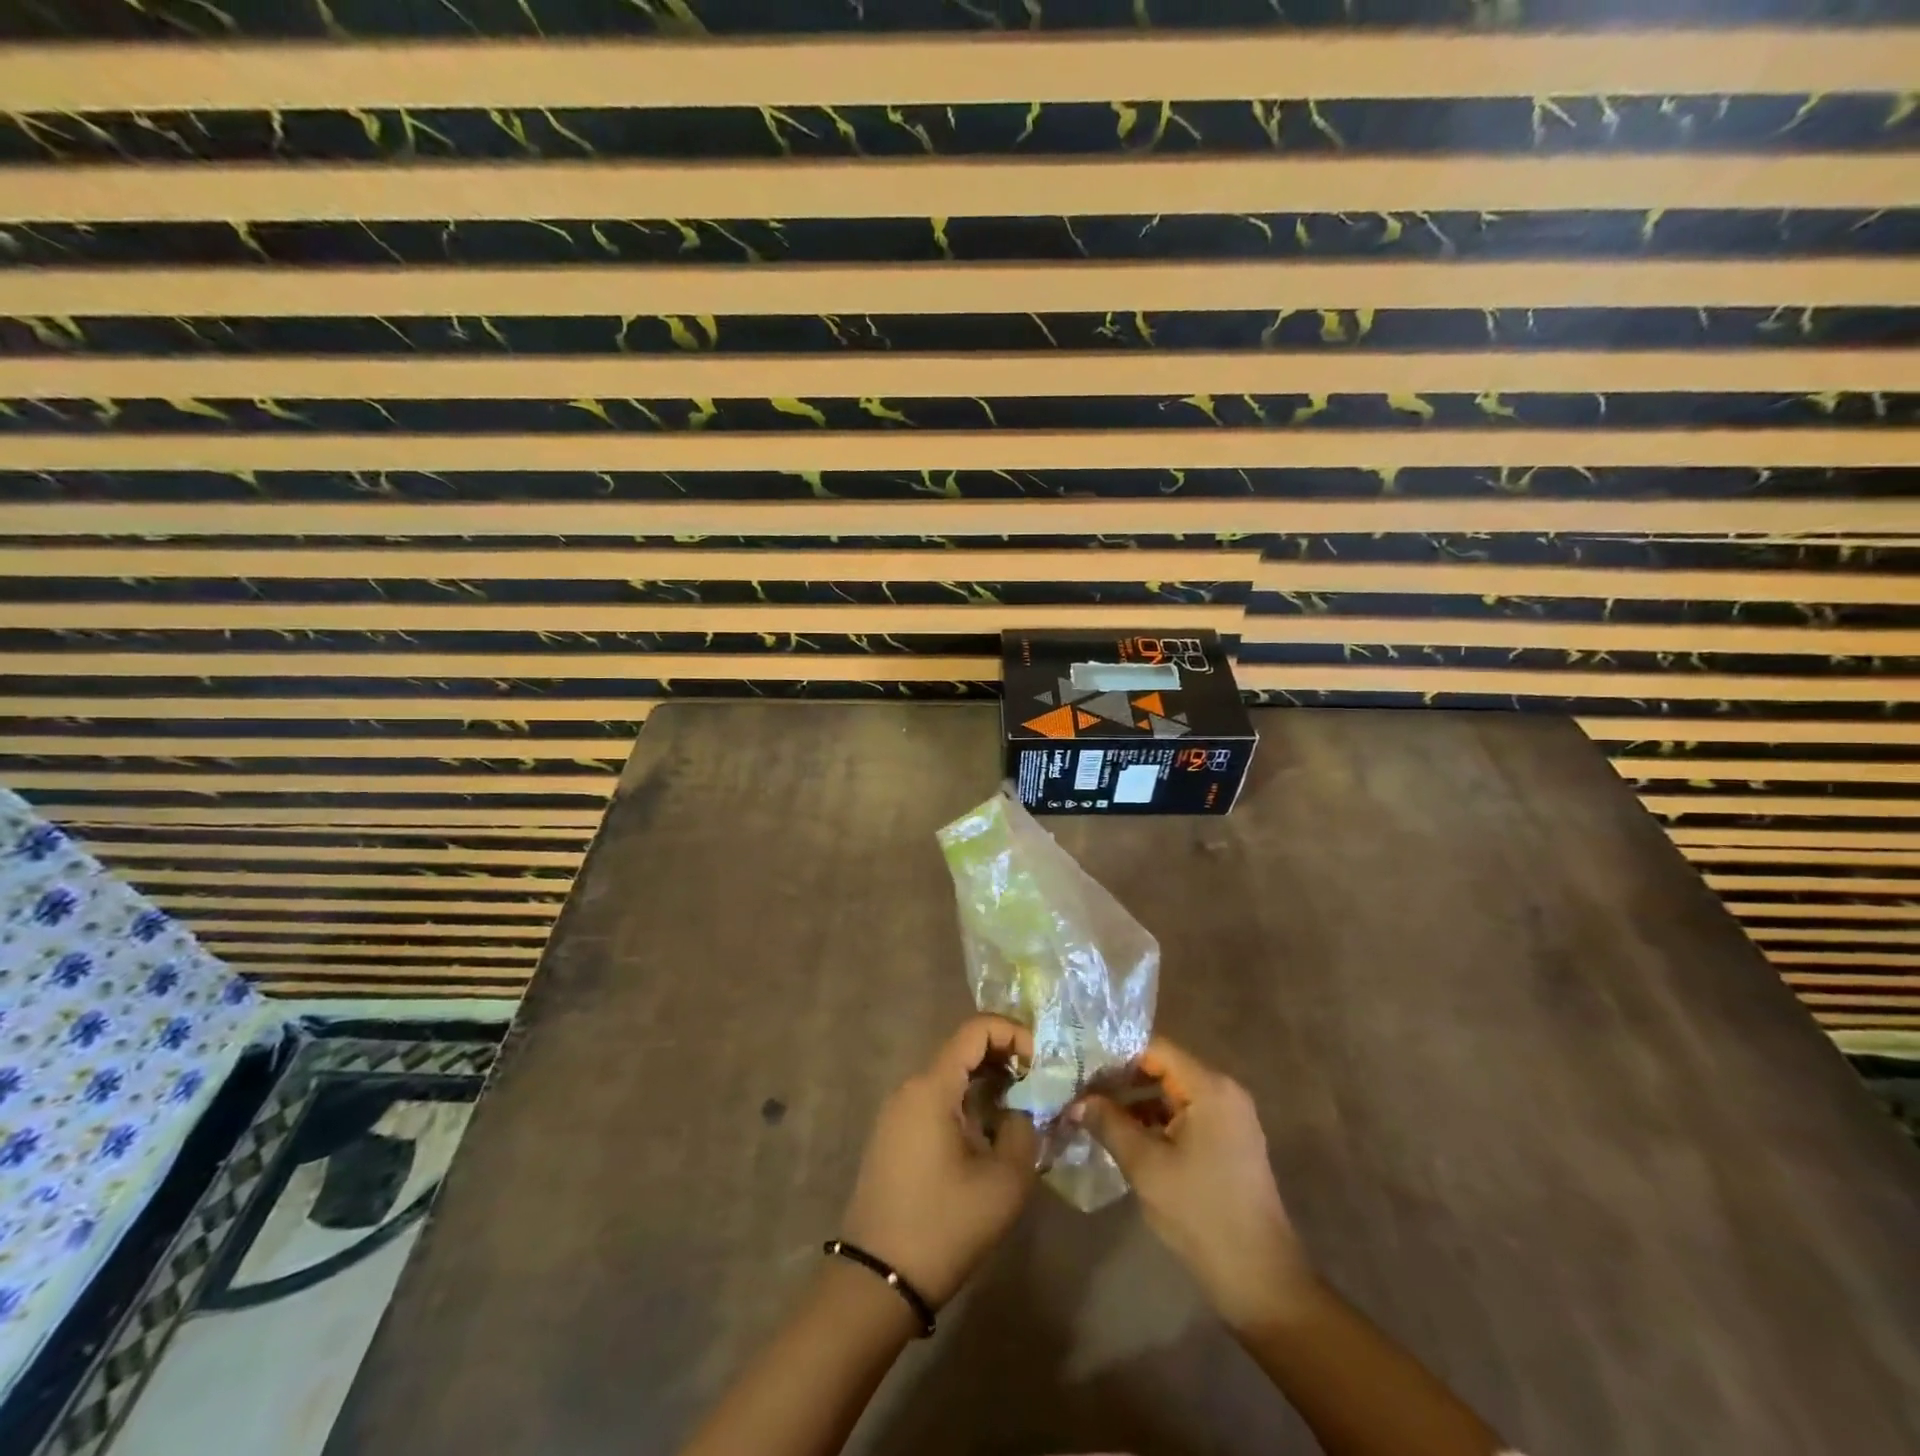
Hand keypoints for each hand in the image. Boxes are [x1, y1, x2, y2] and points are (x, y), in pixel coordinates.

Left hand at [838, 1015, 1039, 1307]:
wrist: (877, 1282)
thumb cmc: (944, 1225)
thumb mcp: (1004, 1181)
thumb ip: (1024, 1129)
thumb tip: (1025, 1109)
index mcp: (932, 1087)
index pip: (975, 1029)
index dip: (1014, 1033)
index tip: (1042, 1062)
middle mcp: (910, 1088)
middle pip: (962, 1050)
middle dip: (1005, 1058)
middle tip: (1039, 1085)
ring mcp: (897, 1112)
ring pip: (949, 1077)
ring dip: (987, 1083)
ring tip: (1022, 1109)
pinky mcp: (894, 1136)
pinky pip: (936, 1101)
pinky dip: (967, 1103)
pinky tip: (990, 1133)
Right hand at [1074, 1036, 1314, 1331]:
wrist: (1260, 1280)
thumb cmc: (1201, 1214)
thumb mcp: (1146, 1166)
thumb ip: (1109, 1124)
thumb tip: (1076, 1101)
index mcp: (1210, 1088)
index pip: (1155, 1049)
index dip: (1115, 1054)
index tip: (1081, 1065)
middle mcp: (1223, 1092)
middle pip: (1163, 1068)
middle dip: (1121, 1078)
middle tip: (1080, 1089)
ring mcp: (1229, 1118)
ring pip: (1171, 1093)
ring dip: (1134, 1102)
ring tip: (1092, 1111)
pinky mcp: (1227, 1143)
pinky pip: (1183, 1115)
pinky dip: (1154, 1121)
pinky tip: (1122, 1135)